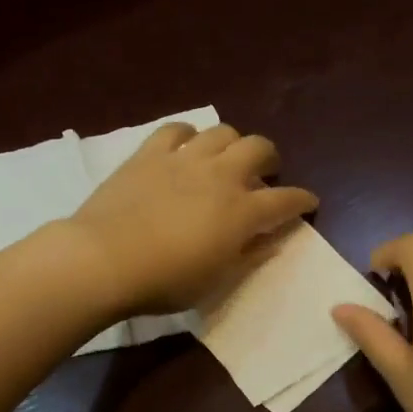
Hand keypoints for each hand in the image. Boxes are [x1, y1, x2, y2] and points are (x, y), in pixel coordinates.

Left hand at [66, 122, 318, 315]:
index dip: (302, 200)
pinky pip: (176, 130)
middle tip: (264, 173)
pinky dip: (188, 135)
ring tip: (225, 158)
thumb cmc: (165, 281)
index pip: (286, 199)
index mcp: (242, 212)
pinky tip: (186, 147)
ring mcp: (185, 159)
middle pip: (259, 148)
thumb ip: (249, 256)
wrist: (105, 259)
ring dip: (232, 143)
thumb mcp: (216, 281)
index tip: (307, 203)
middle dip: (270, 158)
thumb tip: (273, 239)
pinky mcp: (150, 153)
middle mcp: (221, 176)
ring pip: (222, 132)